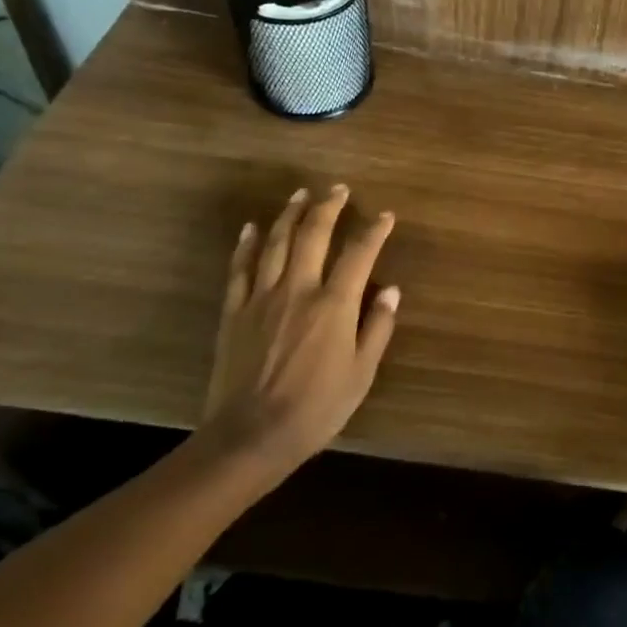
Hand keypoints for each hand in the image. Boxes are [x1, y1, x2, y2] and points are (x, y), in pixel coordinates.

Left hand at [201, 184, 398, 490]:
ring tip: (300, 194)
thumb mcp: (361, 374)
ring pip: (276, 243)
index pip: (359, 254)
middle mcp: (298, 290)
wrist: (249, 437)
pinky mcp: (234, 312)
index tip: (386, 215)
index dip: (375, 230)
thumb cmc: (315, 409)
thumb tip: (391, 291)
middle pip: (313, 235)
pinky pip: (239, 269)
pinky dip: (247, 244)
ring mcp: (261, 298)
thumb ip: (377, 328)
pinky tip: (252, 228)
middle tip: (338, 189)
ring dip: (290, 214)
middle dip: (328, 207)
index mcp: (334, 305)